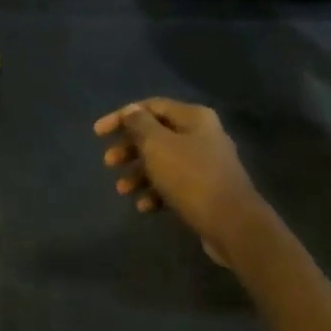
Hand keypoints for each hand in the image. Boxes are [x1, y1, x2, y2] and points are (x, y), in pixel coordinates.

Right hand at [95, 99, 265, 263]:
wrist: (232, 223)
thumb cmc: (190, 177)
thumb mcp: (157, 146)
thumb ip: (140, 125)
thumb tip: (131, 111)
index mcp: (194, 118)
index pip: (151, 107)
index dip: (122, 117)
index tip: (98, 134)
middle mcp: (202, 135)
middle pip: (157, 135)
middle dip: (130, 148)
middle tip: (109, 162)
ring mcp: (206, 164)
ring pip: (164, 162)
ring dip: (139, 174)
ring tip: (122, 190)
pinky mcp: (206, 190)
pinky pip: (175, 185)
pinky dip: (156, 192)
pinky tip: (144, 207)